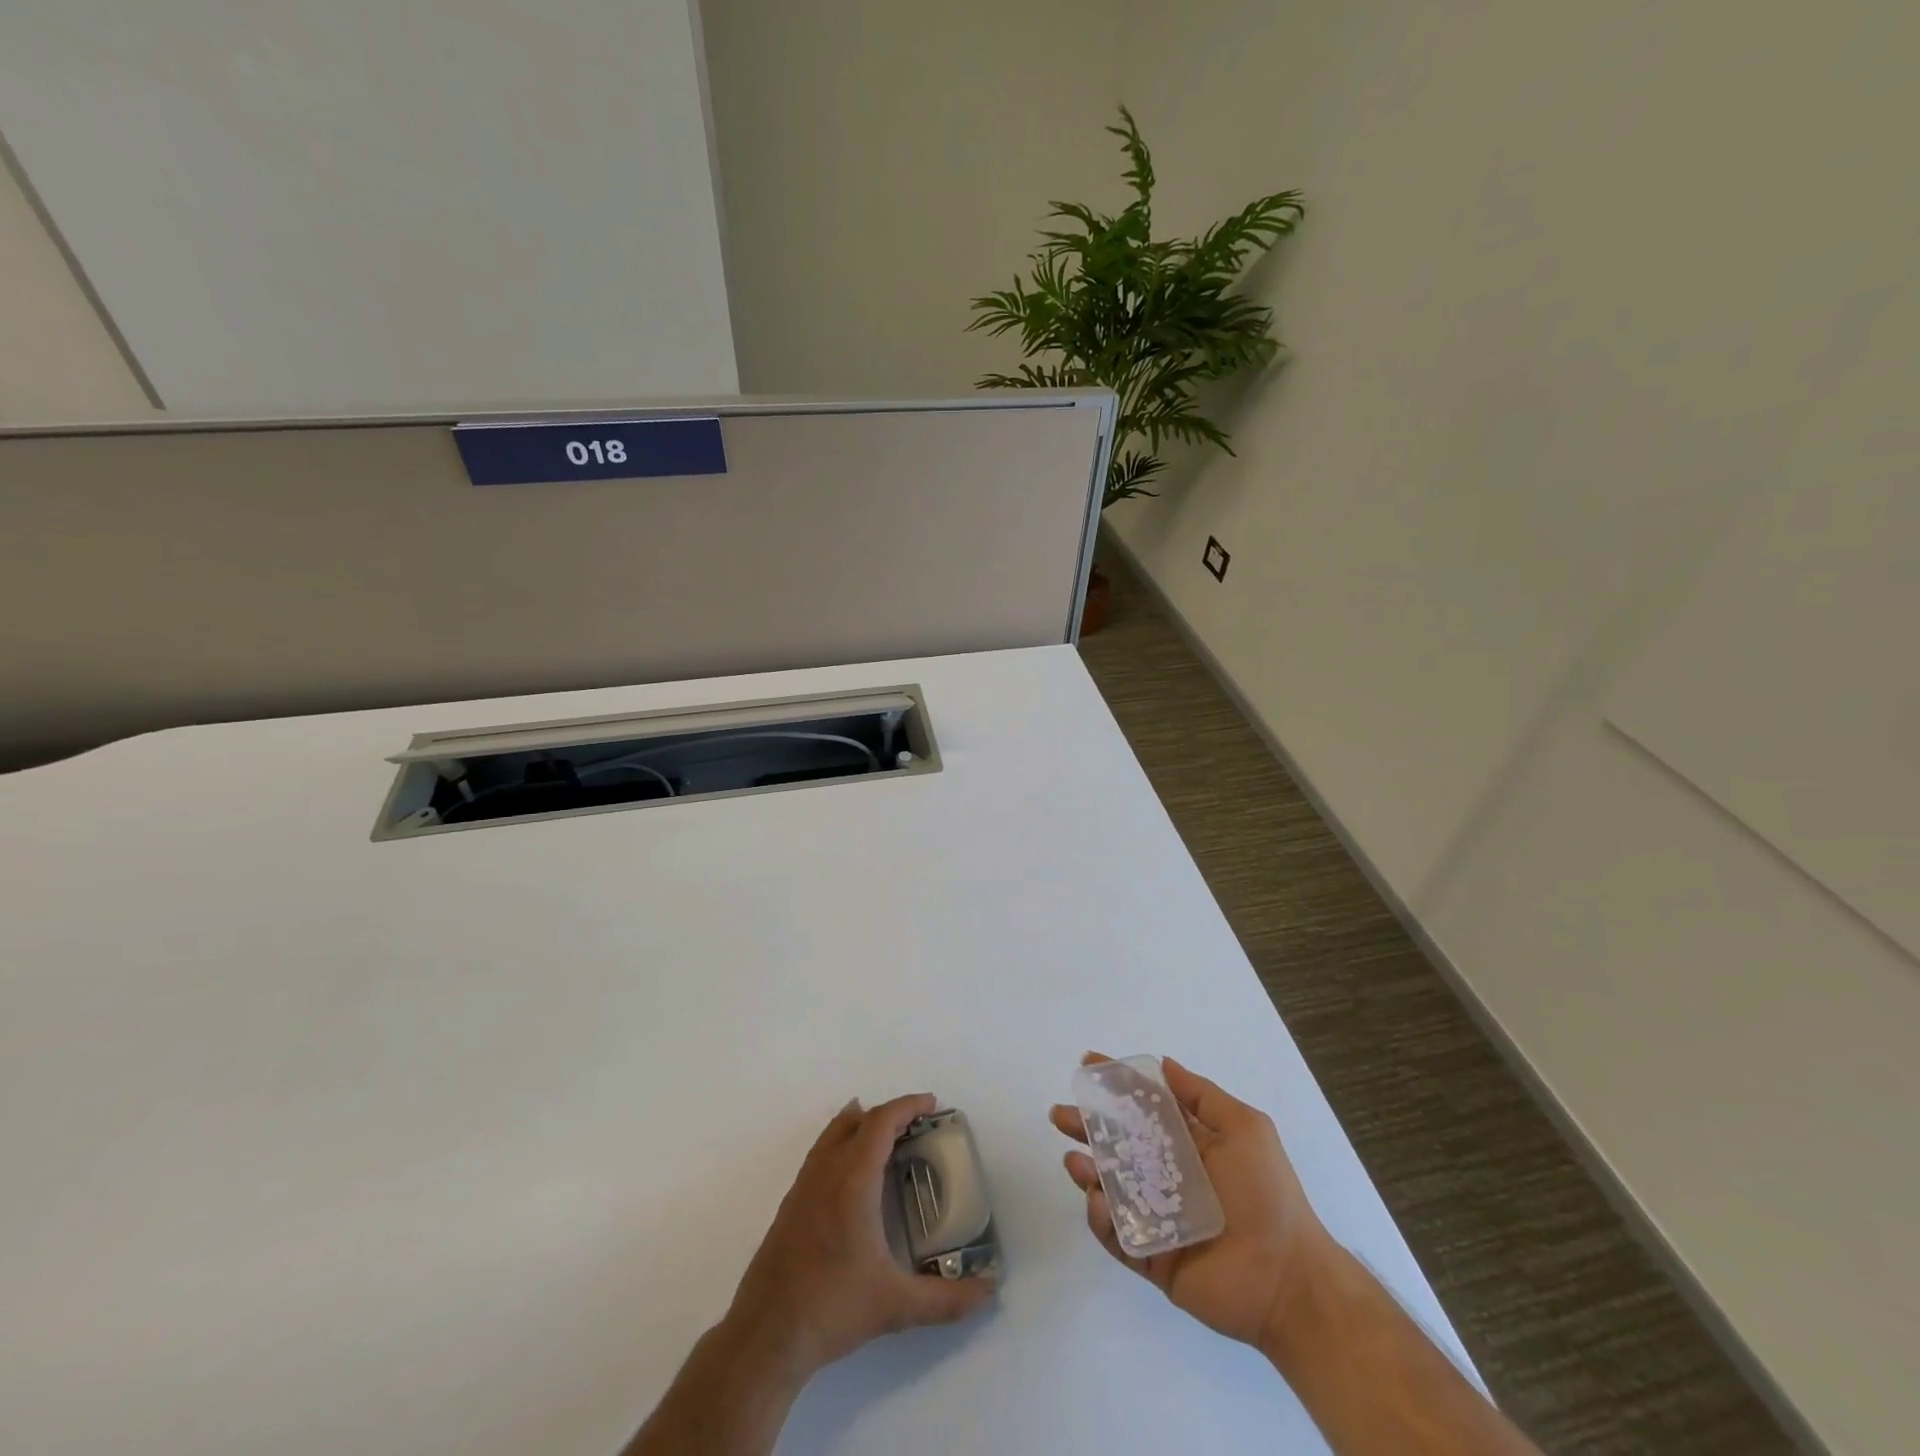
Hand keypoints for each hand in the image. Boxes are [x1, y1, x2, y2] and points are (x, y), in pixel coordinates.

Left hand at [723, 1093, 996, 1383]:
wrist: (765, 1336)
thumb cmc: (831, 1308)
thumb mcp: (895, 1306)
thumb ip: (946, 1300)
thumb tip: (988, 1291)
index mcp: (853, 1180)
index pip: (881, 1122)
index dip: (908, 1106)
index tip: (932, 1104)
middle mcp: (826, 1171)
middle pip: (858, 1120)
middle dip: (890, 1114)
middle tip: (918, 1125)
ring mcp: (803, 1185)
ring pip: (834, 1132)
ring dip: (863, 1124)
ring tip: (888, 1137)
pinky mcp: (790, 1203)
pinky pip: (821, 1152)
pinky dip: (843, 1142)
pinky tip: (853, 1174)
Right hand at [1050, 1053, 1330, 1351]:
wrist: (1288, 1279)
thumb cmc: (1267, 1194)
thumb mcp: (1245, 1129)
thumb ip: (1201, 1095)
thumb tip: (1163, 1063)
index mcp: (1188, 1144)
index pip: (1143, 1107)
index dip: (1115, 1085)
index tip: (1087, 1064)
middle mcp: (1167, 1176)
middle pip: (1116, 1145)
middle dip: (1085, 1126)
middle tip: (1060, 1115)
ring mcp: (1157, 1217)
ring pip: (1109, 1187)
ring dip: (1086, 1170)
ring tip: (1075, 1161)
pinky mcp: (1150, 1256)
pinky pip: (1116, 1234)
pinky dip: (1101, 1217)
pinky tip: (1099, 1202)